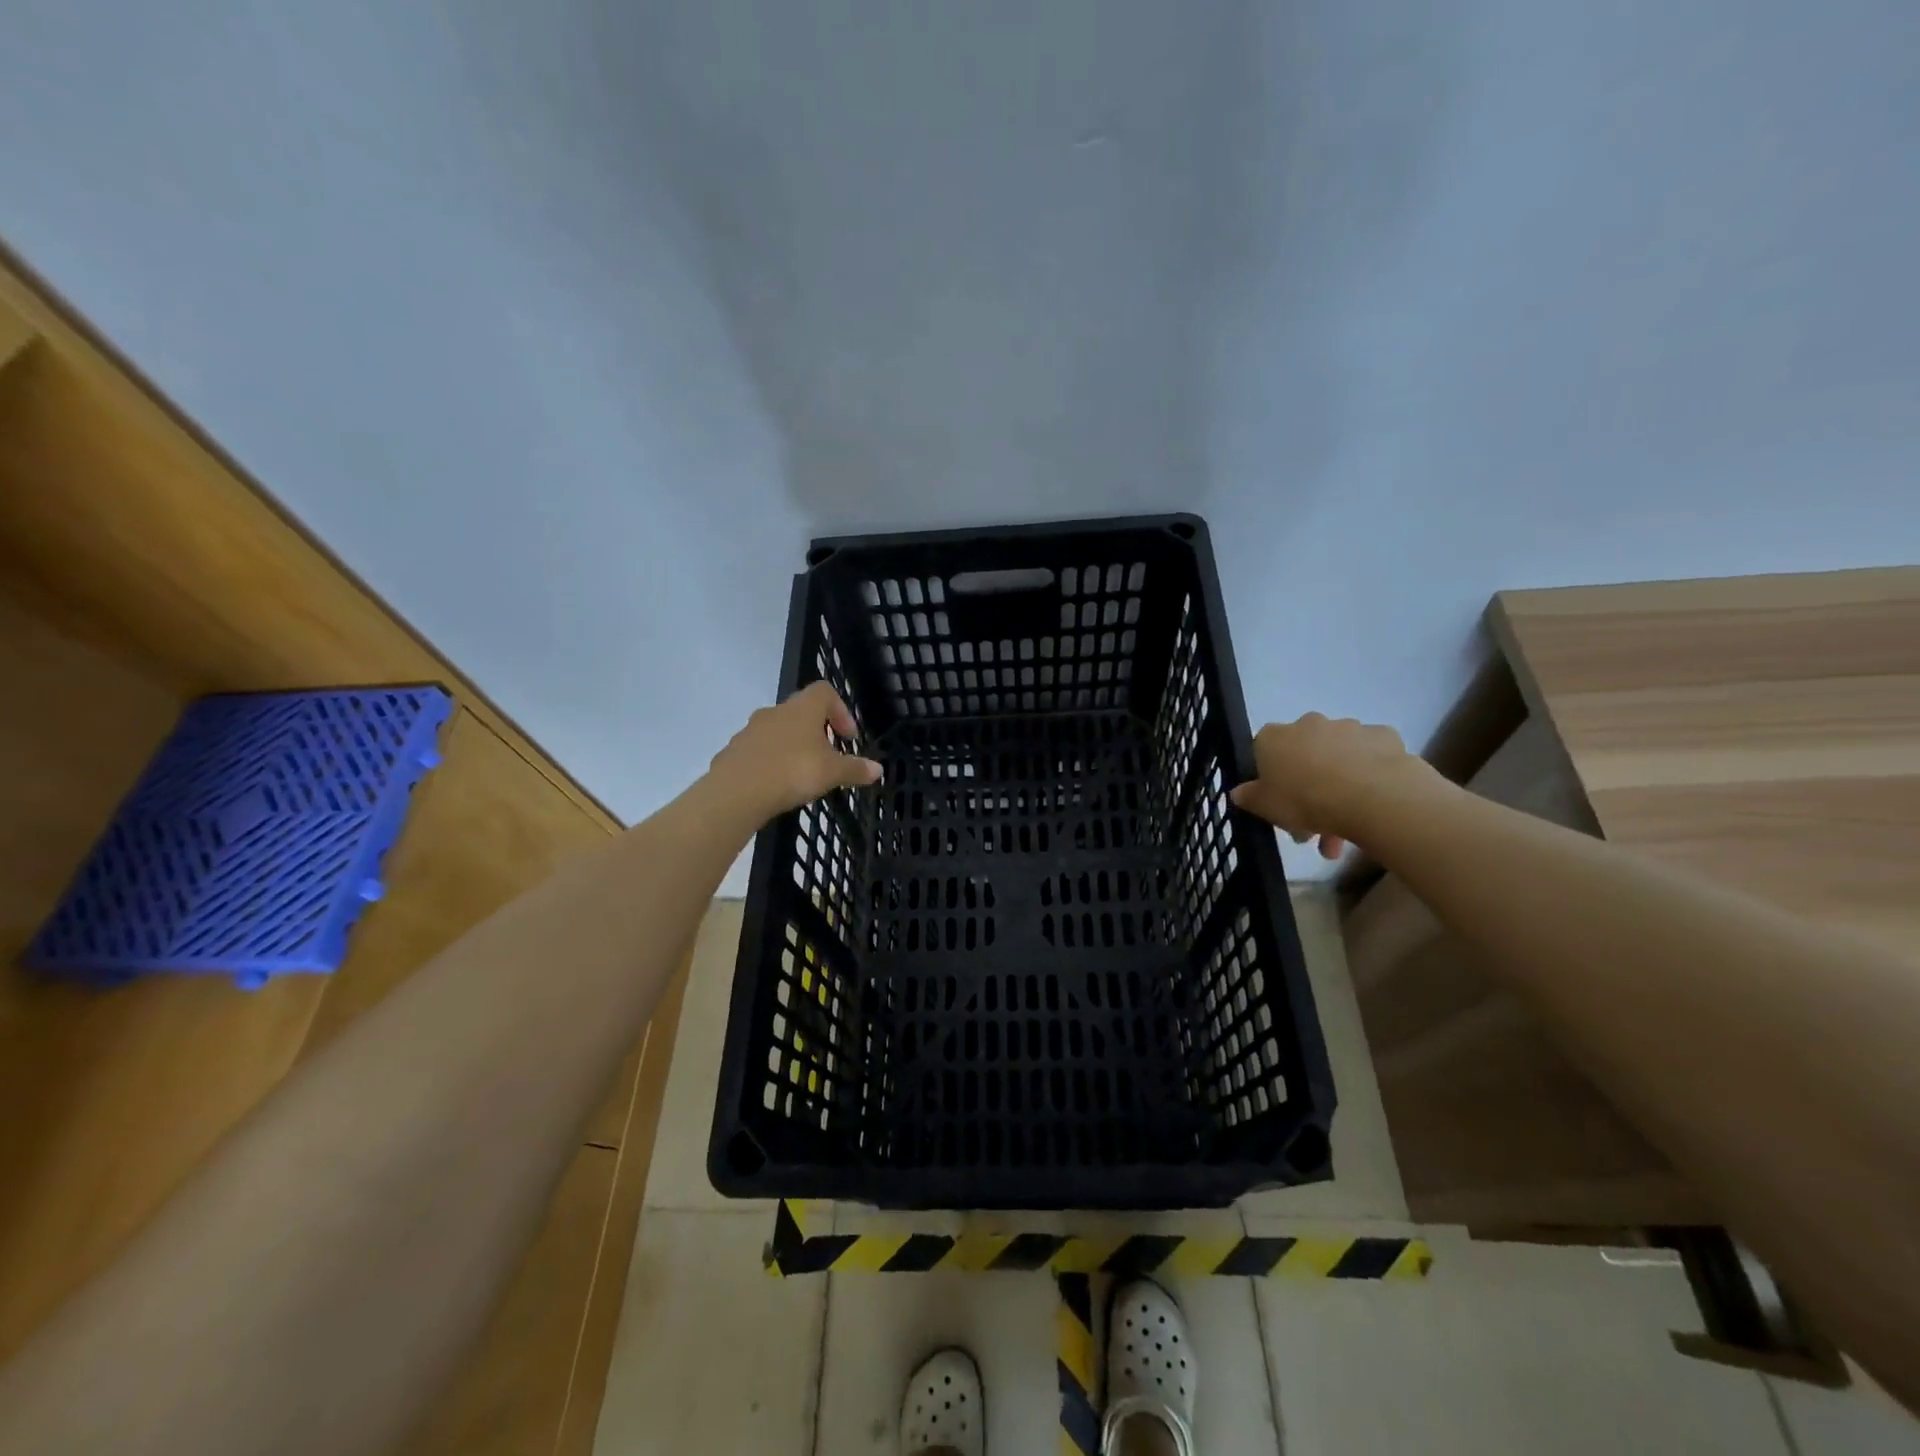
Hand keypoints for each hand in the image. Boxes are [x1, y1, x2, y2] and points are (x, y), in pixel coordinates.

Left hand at [706, 681, 882, 824]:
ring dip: (792, 746)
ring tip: (802, 774)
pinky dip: (771, 761)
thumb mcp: (832, 773)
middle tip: (827, 756)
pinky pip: (758, 750)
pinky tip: (776, 785)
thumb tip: (878, 769)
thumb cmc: (792, 771)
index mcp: (802, 709)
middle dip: (817, 731)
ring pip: (778, 731)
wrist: (736, 792)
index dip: (840, 710)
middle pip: (801, 711)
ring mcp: (750, 730)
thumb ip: (855, 769)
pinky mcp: (734, 751)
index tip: (847, 737)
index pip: (824, 692)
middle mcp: (775, 711)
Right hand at [1228, 713, 1436, 859]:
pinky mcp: (1384, 736)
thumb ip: (1249, 798)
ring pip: (1338, 758)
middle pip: (1303, 754)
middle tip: (1314, 824)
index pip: (1263, 750)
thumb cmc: (1306, 800)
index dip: (1269, 778)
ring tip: (1348, 831)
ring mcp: (1349, 727)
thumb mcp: (1266, 808)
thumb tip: (1239, 792)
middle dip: (1308, 786)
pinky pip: (1371, 757)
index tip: (1278, 802)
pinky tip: (1374, 802)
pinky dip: (1370, 775)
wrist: (1373, 797)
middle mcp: (1309, 724)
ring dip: (1339, 786)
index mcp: (1274, 738)